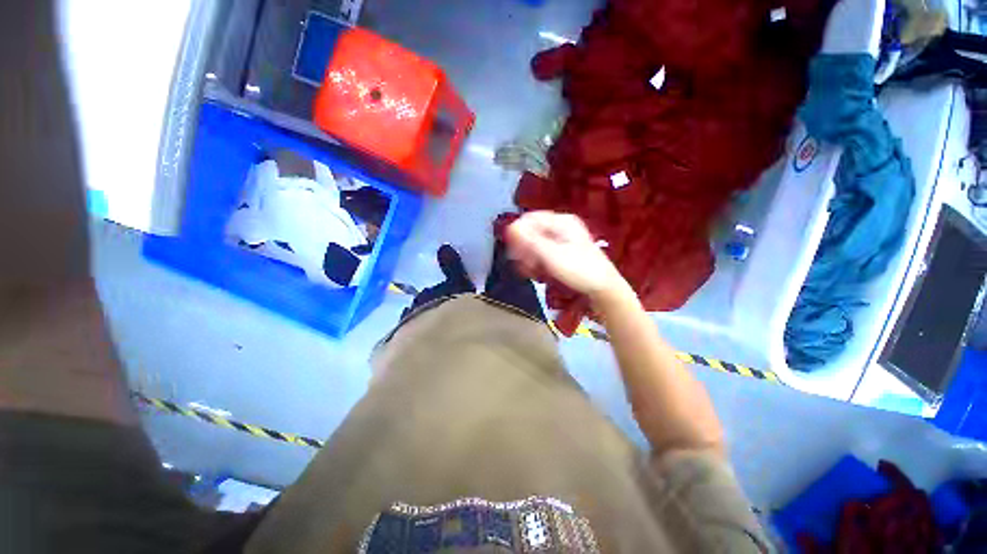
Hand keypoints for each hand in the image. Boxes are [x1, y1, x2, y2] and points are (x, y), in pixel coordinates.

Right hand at [506, 211, 627, 297]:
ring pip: (535, 244)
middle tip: (523, 264)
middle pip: (531, 231)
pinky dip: (536, 262)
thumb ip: (530, 241)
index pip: (530, 218)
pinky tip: (537, 273)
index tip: (513, 250)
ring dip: (529, 257)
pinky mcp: (562, 253)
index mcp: (562, 221)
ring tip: (531, 271)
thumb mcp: (552, 256)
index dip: (518, 232)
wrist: (603, 288)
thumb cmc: (580, 270)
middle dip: (523, 248)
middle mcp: (561, 227)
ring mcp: (562, 240)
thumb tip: (510, 228)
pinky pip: (542, 253)